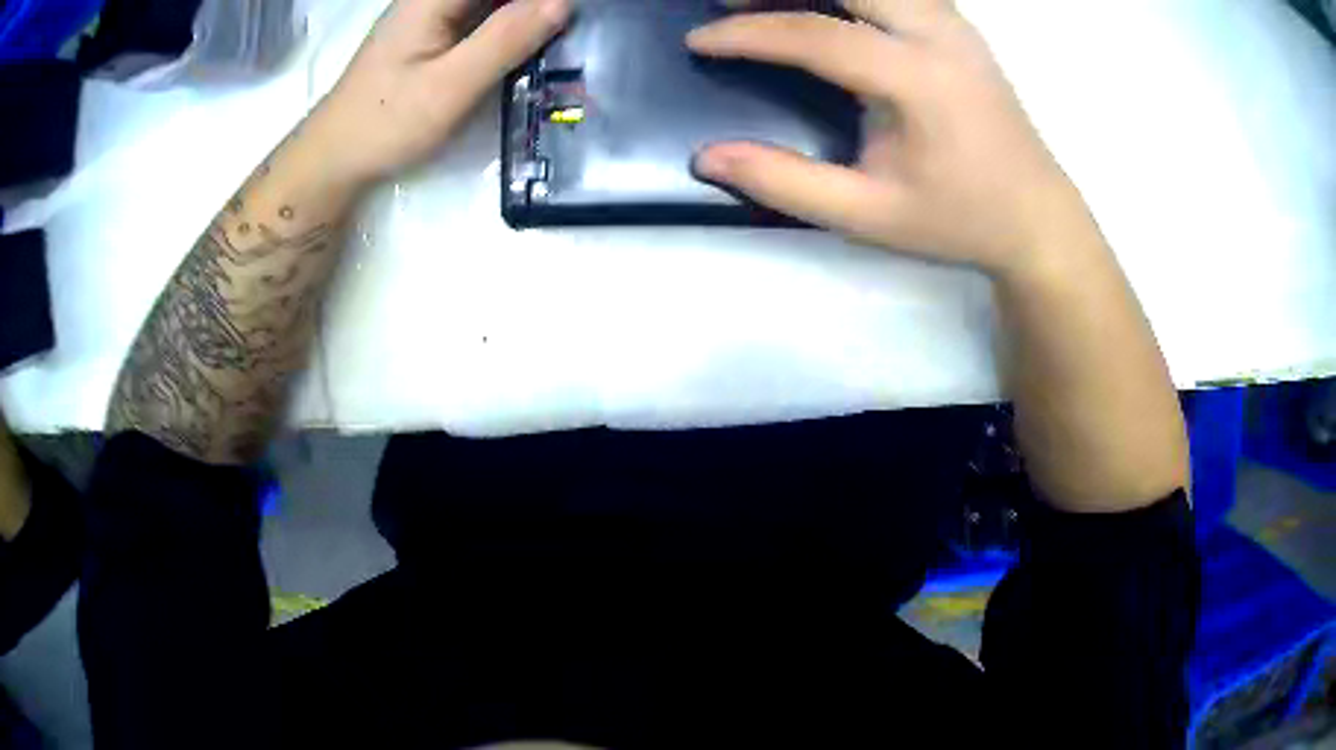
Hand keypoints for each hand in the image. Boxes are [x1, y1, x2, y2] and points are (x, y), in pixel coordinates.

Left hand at [312, 0, 570, 186]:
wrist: (335, 155)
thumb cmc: (387, 123)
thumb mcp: (450, 86)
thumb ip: (505, 40)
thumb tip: (563, 2)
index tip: (568, 12)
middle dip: (534, 4)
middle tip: (566, 27)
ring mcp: (430, 13)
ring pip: (488, 2)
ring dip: (522, 13)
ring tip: (555, 33)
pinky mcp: (432, 32)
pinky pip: (480, 14)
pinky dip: (506, 23)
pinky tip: (526, 41)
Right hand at [688, 0, 1093, 276]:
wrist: (1034, 215)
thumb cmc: (958, 219)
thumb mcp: (869, 215)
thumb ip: (786, 184)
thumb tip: (708, 157)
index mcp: (919, 81)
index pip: (816, 35)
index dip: (748, 33)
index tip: (699, 41)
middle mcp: (938, 35)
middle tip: (727, 2)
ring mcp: (953, 23)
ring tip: (767, 2)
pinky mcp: (956, 24)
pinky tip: (825, 8)